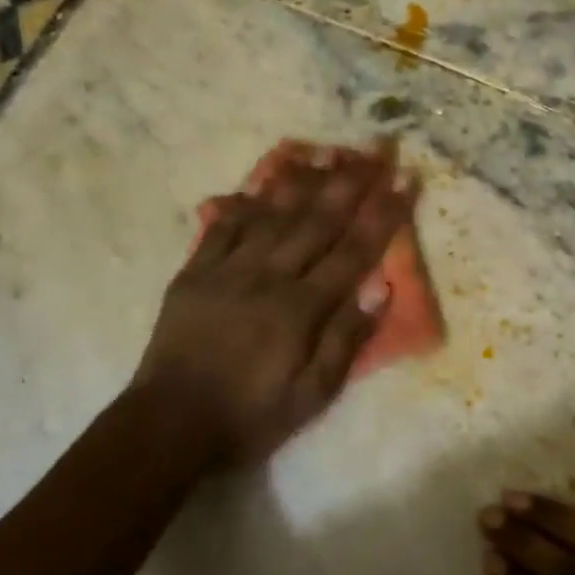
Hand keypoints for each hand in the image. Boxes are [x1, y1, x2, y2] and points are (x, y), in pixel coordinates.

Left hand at [134, 148, 414, 467]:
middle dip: (351, 182)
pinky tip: (261, 181)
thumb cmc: (250, 417)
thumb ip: (346, 338)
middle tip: (376, 149)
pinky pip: (223, 226)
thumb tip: (381, 285)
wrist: (169, 425)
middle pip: (316, 220)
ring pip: (271, 213)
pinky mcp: (194, 272)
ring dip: (303, 179)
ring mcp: (227, 270)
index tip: (406, 180)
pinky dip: (246, 201)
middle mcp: (267, 276)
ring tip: (327, 150)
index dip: (383, 213)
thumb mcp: (312, 395)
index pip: (353, 250)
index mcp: (300, 308)